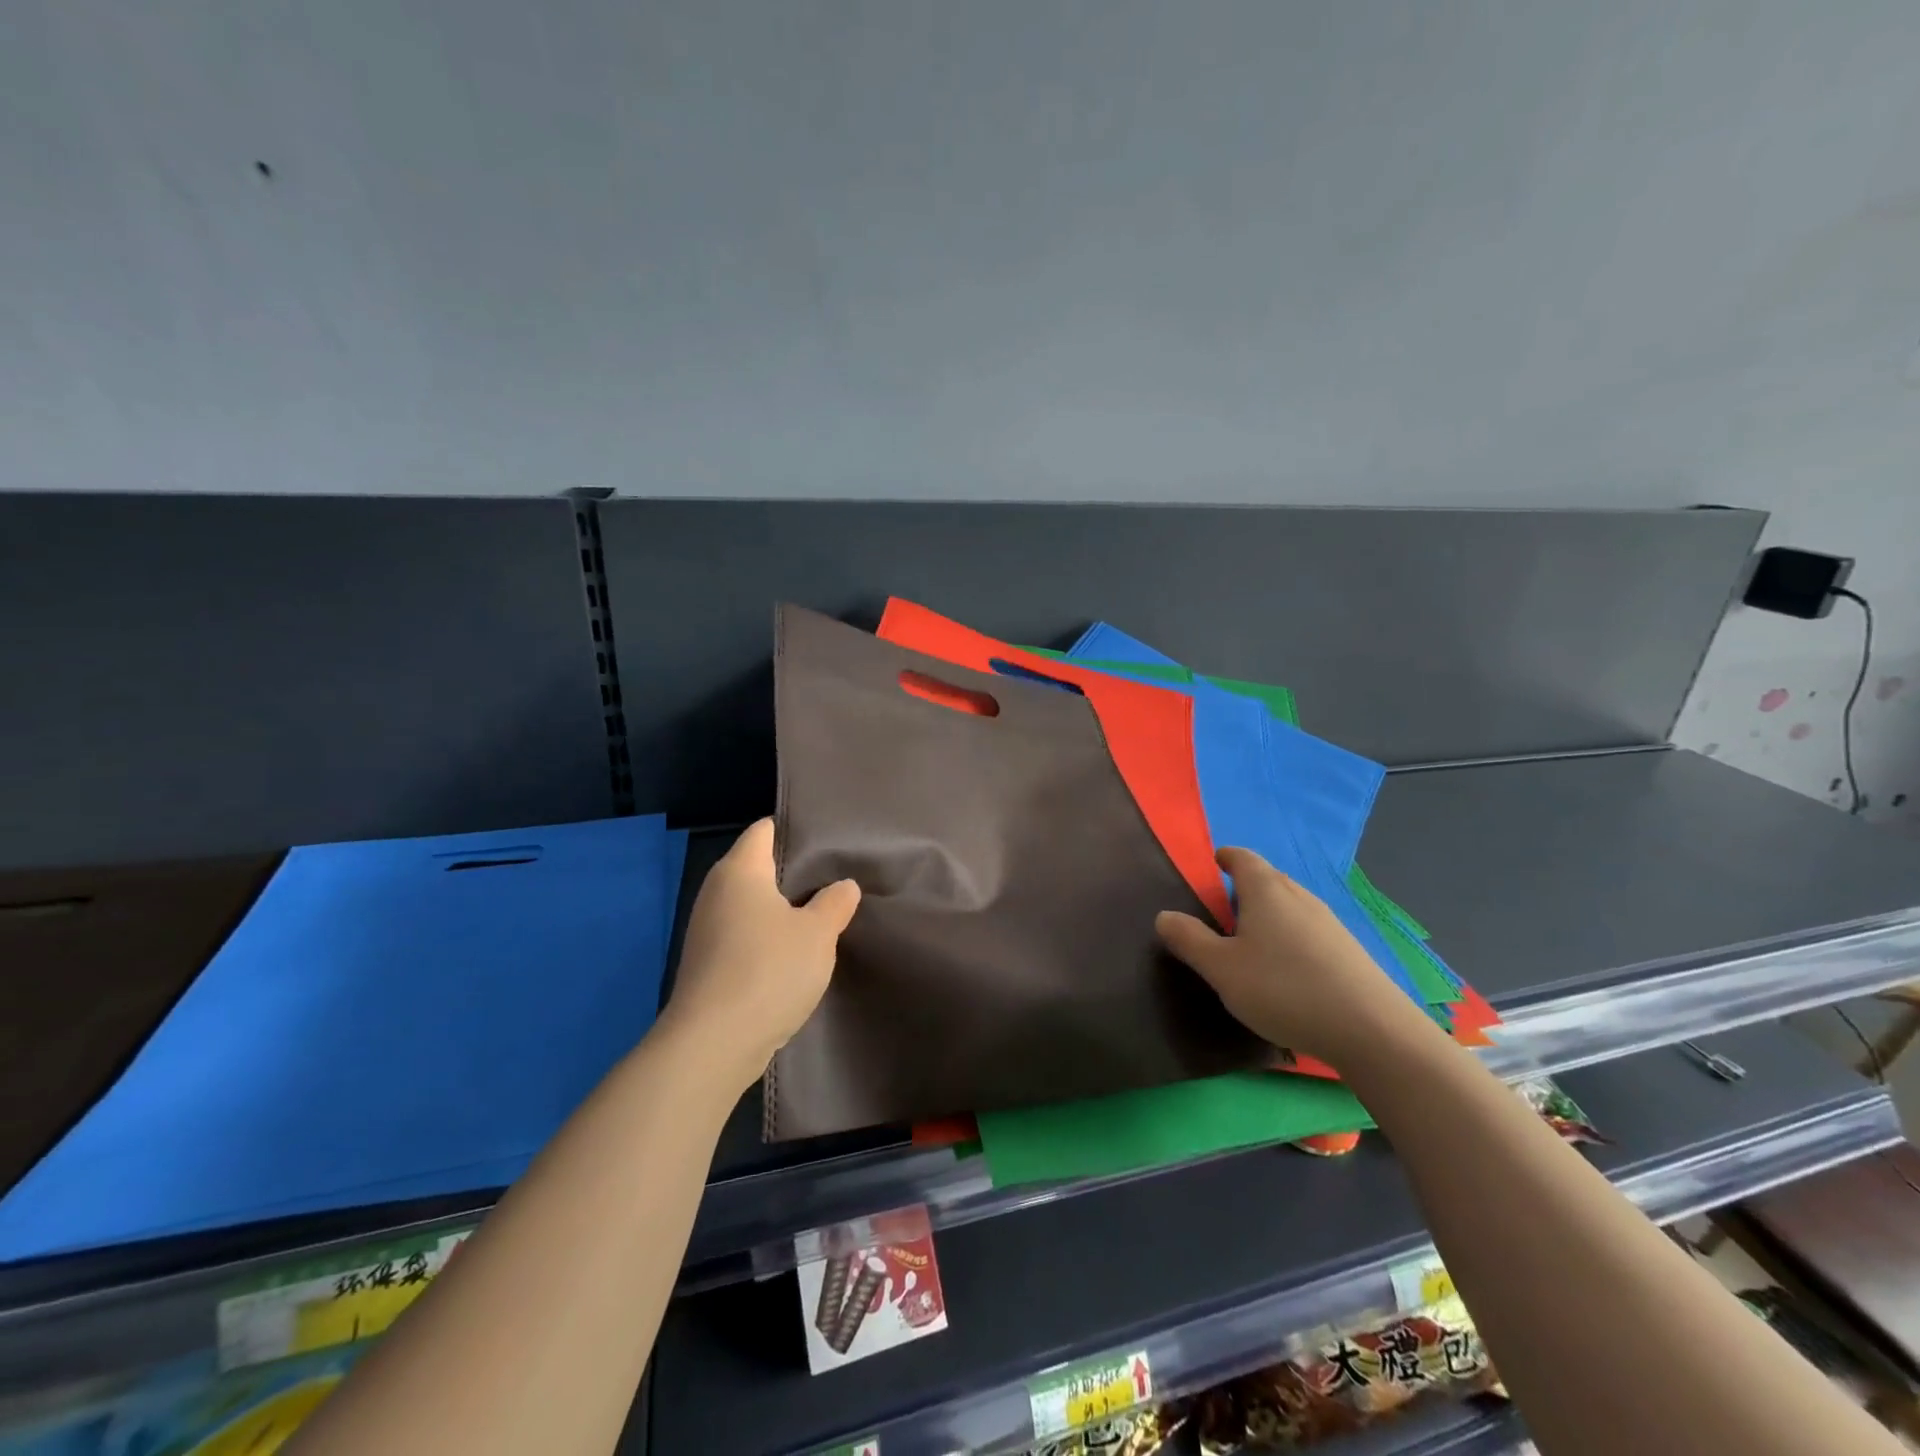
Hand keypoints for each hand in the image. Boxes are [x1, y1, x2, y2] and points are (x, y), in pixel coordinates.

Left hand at [661, 818, 860, 1090]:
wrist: (713, 1044)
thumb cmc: (768, 970)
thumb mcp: (818, 933)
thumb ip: (835, 903)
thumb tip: (844, 886)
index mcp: (740, 870)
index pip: (764, 829)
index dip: (795, 830)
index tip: (830, 840)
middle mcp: (717, 892)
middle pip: (759, 867)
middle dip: (795, 873)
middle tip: (838, 877)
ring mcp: (708, 930)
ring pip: (753, 905)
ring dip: (784, 910)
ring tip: (825, 914)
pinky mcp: (709, 964)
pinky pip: (745, 936)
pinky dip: (769, 939)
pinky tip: (797, 954)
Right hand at [1156, 846, 1430, 1068]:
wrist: (1372, 1032)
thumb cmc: (1283, 989)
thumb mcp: (1221, 968)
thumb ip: (1188, 939)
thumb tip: (1164, 916)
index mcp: (1266, 890)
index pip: (1241, 857)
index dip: (1224, 858)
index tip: (1211, 867)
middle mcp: (1299, 896)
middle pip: (1267, 879)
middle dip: (1242, 890)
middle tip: (1220, 914)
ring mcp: (1329, 923)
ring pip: (1289, 907)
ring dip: (1267, 916)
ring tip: (1249, 946)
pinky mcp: (1348, 951)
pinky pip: (1308, 931)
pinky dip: (1289, 939)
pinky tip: (1285, 973)